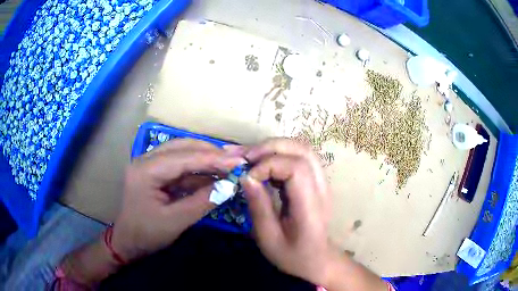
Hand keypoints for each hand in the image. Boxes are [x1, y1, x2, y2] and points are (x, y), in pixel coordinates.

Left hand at [112, 139, 245, 260]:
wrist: (127, 242)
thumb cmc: (146, 234)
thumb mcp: (175, 221)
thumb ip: (202, 202)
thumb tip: (230, 186)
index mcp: (146, 170)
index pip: (184, 158)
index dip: (213, 159)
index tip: (239, 162)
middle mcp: (146, 160)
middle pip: (182, 147)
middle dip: (210, 152)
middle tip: (236, 159)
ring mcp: (150, 164)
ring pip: (182, 153)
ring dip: (205, 158)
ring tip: (229, 164)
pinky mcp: (155, 172)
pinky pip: (179, 165)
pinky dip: (198, 169)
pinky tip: (213, 174)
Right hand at [240, 138, 334, 285]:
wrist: (318, 259)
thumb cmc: (293, 255)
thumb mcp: (268, 238)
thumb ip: (259, 206)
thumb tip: (245, 177)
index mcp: (311, 206)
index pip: (296, 168)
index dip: (268, 165)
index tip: (247, 178)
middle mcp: (321, 188)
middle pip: (302, 150)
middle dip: (270, 148)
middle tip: (245, 158)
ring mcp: (322, 183)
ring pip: (303, 148)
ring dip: (275, 147)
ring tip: (252, 158)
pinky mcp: (316, 182)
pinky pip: (300, 157)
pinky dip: (280, 154)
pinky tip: (264, 165)